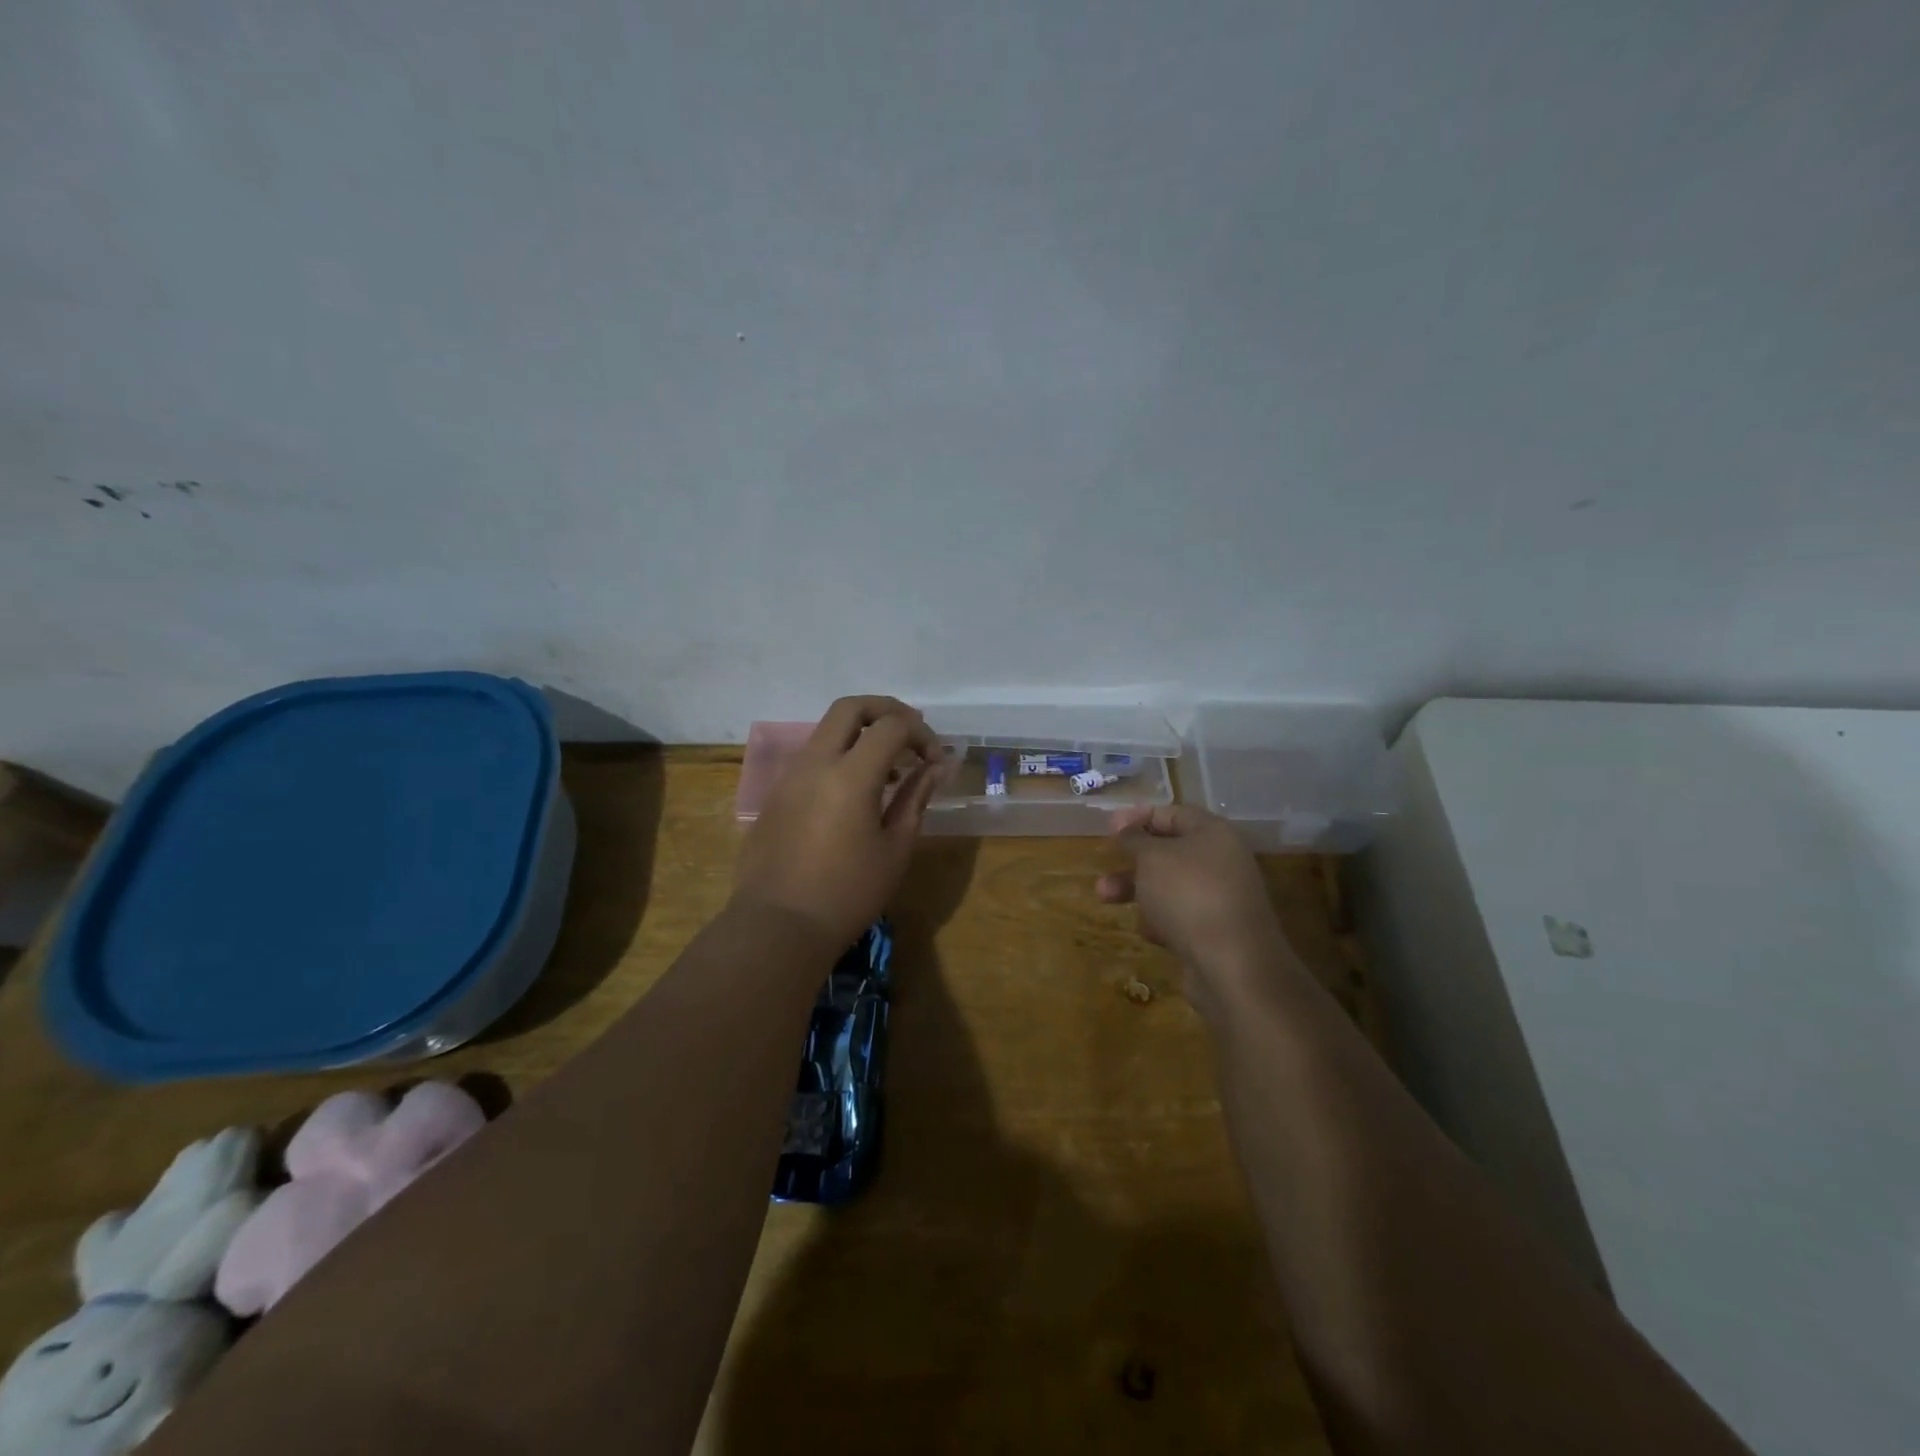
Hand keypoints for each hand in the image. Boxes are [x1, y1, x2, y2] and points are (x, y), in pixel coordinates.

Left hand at [732, 696, 943, 950]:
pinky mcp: (776, 794)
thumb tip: (935, 767)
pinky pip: (812, 757)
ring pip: (828, 730)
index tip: (934, 759)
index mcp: (850, 775)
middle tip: (911, 734)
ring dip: (861, 733)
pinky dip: (840, 756)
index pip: (891, 726)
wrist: (778, 926)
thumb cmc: (847, 893)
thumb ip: (916, 798)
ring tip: (888, 770)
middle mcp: (816, 762)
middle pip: (851, 707)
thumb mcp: (895, 848)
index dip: (920, 733)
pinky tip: (855, 793)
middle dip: (886, 710)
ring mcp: (790, 776)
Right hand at [1097, 804, 1294, 1014]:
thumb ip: (1134, 839)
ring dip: (1136, 890)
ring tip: (1103, 898)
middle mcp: (1222, 862)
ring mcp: (1220, 899)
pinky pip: (1180, 917)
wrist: (1233, 966)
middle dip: (1131, 860)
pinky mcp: (1215, 933)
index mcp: (1214, 834)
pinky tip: (1149, 933)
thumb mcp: (1152, 857)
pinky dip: (1160, 920)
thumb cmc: (1188, 895)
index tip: (1109, 828)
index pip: (1173, 814)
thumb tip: (1125, 826)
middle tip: (1103, 864)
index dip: (1139, 817)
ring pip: (1169, 887)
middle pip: (1169, 852)